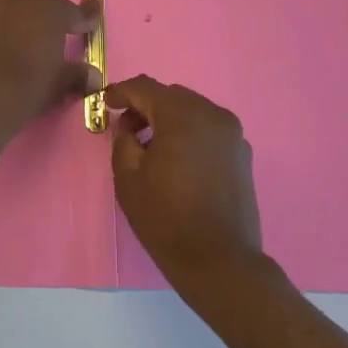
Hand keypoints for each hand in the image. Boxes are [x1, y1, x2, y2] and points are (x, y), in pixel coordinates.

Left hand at [0, 0, 101, 136]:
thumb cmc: (24, 89)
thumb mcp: (57, 86)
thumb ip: (76, 76)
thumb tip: (92, 77)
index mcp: (48, 9)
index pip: (74, 11)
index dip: (85, 18)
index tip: (91, 22)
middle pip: (34, 2)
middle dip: (41, 18)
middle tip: (44, 40)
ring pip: (0, 2)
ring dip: (8, 15)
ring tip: (10, 38)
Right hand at [106, 76, 263, 285]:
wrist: (219, 259)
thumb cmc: (165, 218)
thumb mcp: (128, 178)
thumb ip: (123, 140)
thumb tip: (129, 126)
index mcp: (183, 116)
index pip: (146, 87)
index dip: (121, 91)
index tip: (105, 103)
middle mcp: (213, 114)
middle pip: (172, 95)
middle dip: (146, 105)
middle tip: (126, 128)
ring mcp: (232, 134)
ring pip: (193, 110)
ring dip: (169, 119)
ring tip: (151, 145)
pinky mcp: (242, 153)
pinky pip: (209, 129)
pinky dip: (189, 133)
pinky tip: (177, 159)